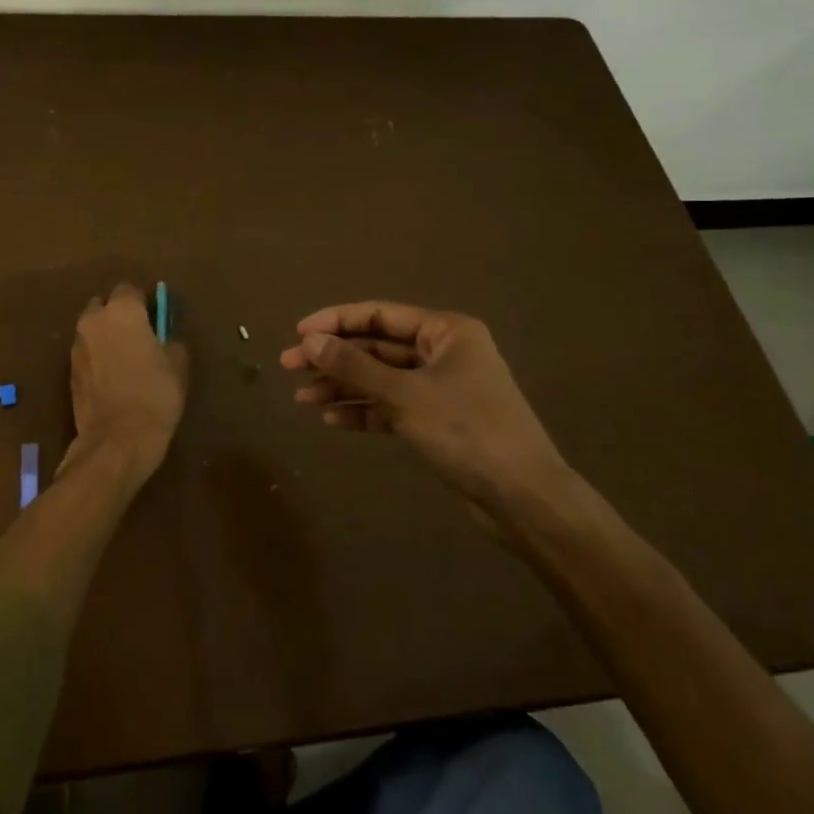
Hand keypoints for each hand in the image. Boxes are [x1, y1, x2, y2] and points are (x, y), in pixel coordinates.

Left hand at [66, 283, 188, 485]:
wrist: (116, 440)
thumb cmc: (154, 395)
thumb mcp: (177, 365)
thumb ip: (170, 340)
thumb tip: (164, 337)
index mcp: (121, 311)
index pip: (130, 289)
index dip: (144, 302)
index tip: (156, 318)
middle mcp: (93, 321)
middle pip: (104, 305)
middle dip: (119, 315)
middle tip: (139, 336)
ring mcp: (77, 346)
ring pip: (92, 329)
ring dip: (106, 336)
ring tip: (125, 359)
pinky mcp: (69, 371)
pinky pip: (86, 353)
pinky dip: (97, 357)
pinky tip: (112, 378)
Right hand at [281, 301, 574, 528]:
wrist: (524, 499)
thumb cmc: (466, 431)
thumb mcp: (404, 395)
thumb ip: (354, 366)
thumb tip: (310, 341)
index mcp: (445, 331)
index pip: (378, 315)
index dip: (335, 321)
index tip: (297, 333)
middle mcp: (443, 352)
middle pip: (376, 346)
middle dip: (334, 357)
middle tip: (289, 367)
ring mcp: (441, 387)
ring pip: (380, 378)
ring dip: (343, 386)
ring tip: (303, 399)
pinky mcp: (438, 420)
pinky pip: (392, 406)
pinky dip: (364, 411)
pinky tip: (333, 420)